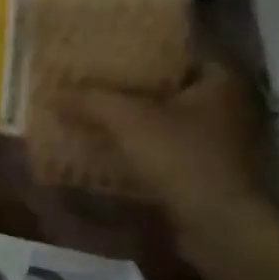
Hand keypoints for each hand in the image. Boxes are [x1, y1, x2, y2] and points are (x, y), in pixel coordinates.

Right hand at [64, 62, 278, 240]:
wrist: (219, 226)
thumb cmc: (182, 158)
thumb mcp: (128, 120)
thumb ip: (91, 101)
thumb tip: (53, 93)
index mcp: (219, 81)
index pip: (176, 54)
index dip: (139, 54)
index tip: (104, 56)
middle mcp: (225, 107)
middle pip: (166, 89)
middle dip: (129, 90)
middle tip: (89, 85)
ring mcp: (218, 143)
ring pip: (163, 122)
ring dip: (131, 123)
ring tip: (90, 117)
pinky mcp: (206, 174)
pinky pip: (164, 151)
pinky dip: (138, 150)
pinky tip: (106, 151)